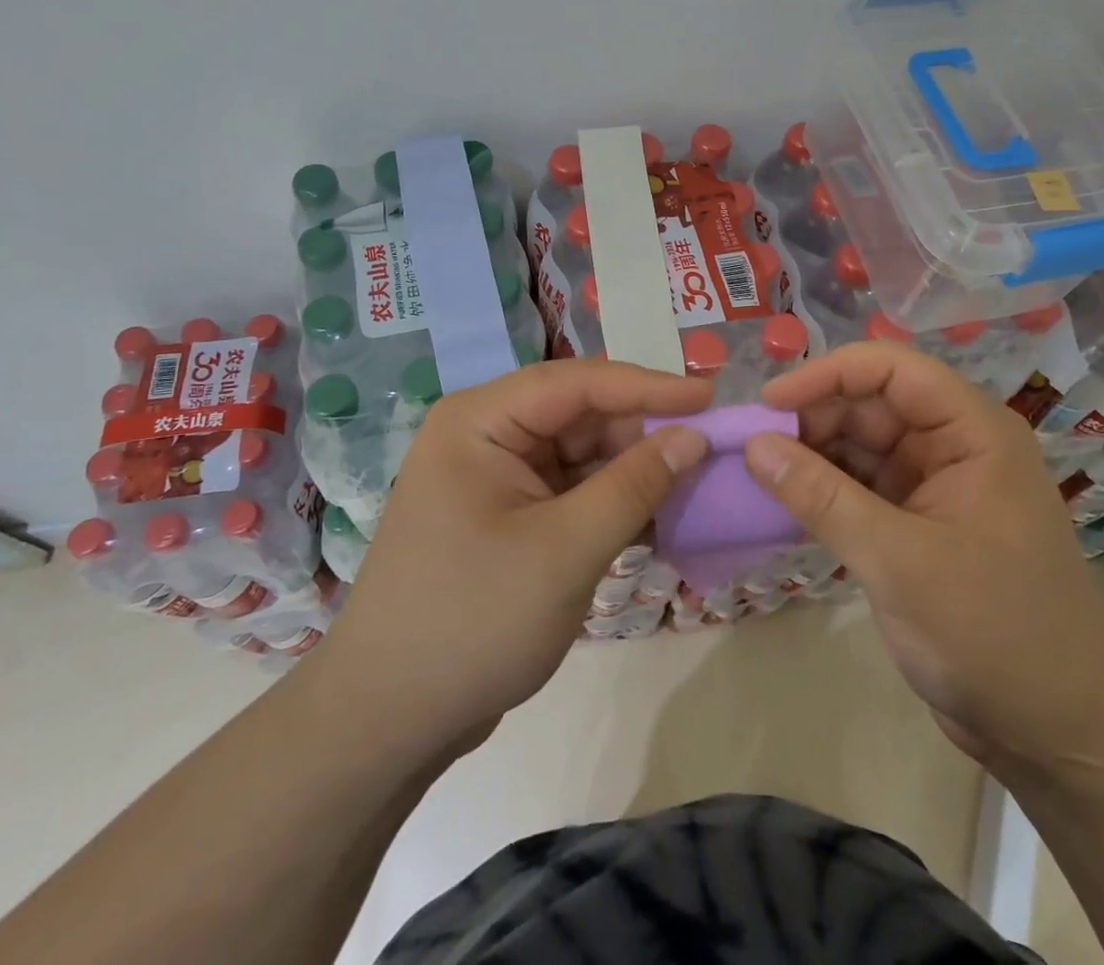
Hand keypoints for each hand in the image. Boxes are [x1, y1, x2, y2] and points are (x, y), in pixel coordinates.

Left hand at [312, 360, 711, 760]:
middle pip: (581, 415)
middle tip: (714, 445)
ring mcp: (498, 477)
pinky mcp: (511, 516)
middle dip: (644, 431)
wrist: (388, 721)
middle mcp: (487, 435)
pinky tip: (662, 516)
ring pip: (583, 454)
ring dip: (635, 469)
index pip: (576, 383)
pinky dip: (615, 501)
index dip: (647, 385)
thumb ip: (634, 487)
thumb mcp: (564, 551)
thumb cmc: (471, 623)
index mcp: (481, 421)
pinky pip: (573, 491)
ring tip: (699, 480)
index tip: (709, 396)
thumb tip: (694, 437)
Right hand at [745, 342, 1103, 768]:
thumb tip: (753, 444)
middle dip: (812, 420)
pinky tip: (785, 503)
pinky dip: (824, 492)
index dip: (827, 374)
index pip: (891, 369)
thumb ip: (821, 497)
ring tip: (757, 476)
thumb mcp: (898, 560)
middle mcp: (955, 446)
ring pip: (861, 446)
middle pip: (871, 404)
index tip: (769, 403)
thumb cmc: (992, 633)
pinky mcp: (919, 525)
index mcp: (973, 431)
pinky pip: (861, 487)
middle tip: (752, 450)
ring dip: (812, 457)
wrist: (1058, 736)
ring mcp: (937, 486)